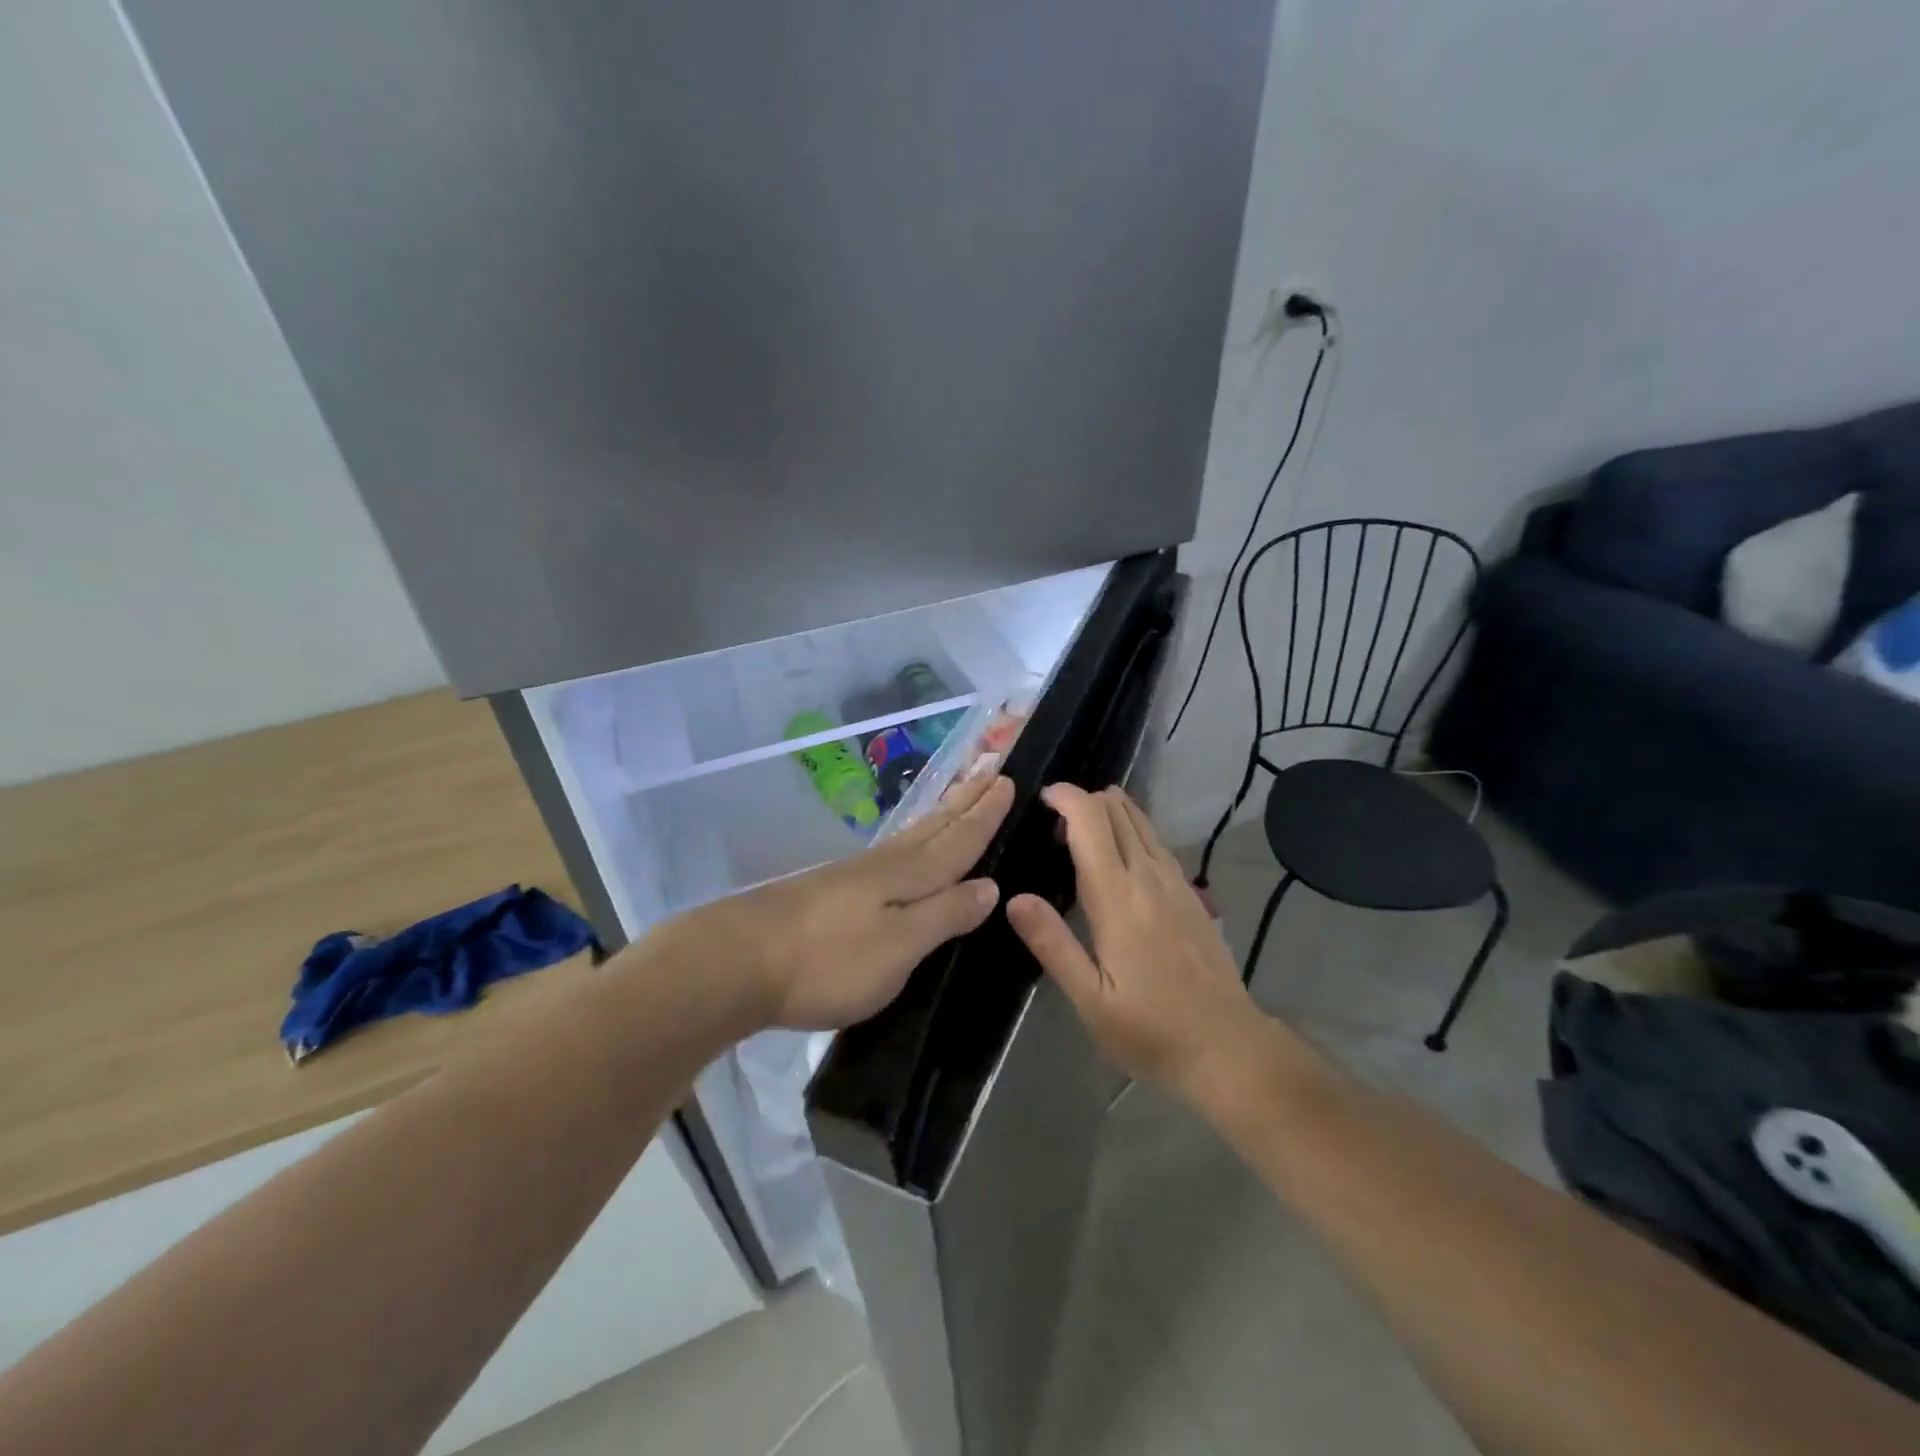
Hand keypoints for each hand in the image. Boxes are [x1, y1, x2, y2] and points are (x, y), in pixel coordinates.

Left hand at [672, 773, 1014, 1031]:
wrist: (739, 961)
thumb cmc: (830, 960)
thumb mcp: (899, 946)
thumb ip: (945, 914)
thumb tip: (989, 885)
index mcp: (908, 875)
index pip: (959, 840)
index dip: (985, 815)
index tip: (1008, 781)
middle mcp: (885, 864)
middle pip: (935, 828)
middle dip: (966, 801)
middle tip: (991, 770)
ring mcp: (854, 874)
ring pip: (912, 836)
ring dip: (940, 814)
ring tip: (959, 795)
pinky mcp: (830, 889)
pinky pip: (890, 851)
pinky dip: (911, 839)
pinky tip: (906, 845)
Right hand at [1006, 784, 1263, 1096]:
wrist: (1227, 1048)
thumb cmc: (1150, 1030)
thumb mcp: (1090, 999)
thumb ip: (1053, 944)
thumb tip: (1014, 898)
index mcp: (1118, 897)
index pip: (1092, 822)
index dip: (1067, 797)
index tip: (1042, 798)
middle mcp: (1149, 877)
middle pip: (1118, 812)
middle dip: (1084, 800)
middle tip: (1053, 820)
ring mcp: (1176, 882)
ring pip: (1142, 822)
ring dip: (1110, 810)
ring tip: (1080, 827)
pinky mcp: (1191, 894)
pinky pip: (1157, 841)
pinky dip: (1132, 828)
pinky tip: (1121, 850)